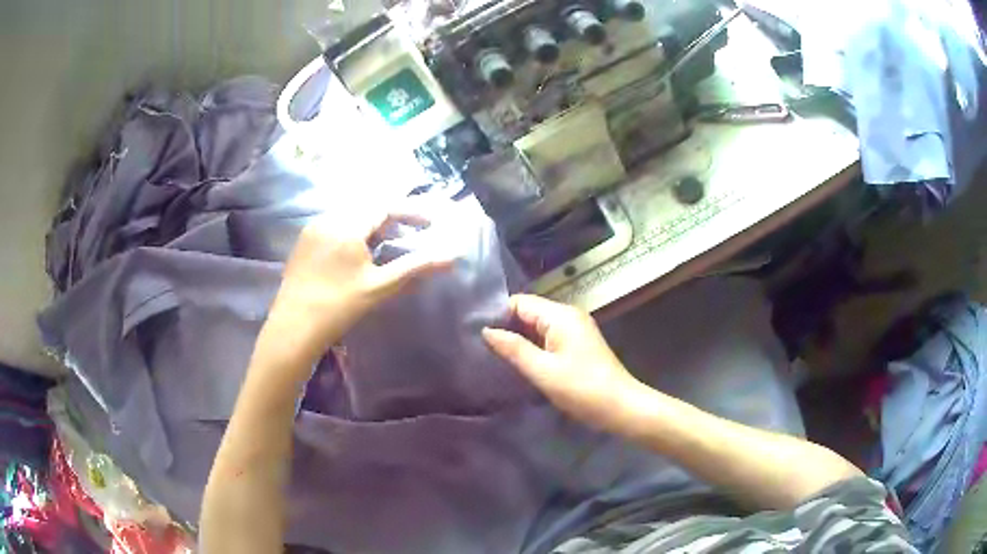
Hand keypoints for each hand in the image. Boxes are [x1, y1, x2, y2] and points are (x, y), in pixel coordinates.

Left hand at [265, 208, 452, 363]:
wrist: (294, 327)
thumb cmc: (339, 306)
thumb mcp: (380, 286)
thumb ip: (416, 267)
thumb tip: (453, 256)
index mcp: (347, 225)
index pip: (385, 206)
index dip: (411, 211)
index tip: (432, 222)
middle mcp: (328, 219)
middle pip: (367, 208)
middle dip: (393, 217)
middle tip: (413, 232)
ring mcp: (312, 230)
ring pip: (350, 217)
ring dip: (373, 225)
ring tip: (388, 243)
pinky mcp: (303, 243)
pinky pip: (334, 226)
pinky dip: (353, 232)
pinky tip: (358, 253)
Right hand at [482, 295, 642, 430]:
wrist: (621, 407)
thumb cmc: (581, 388)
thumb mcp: (543, 370)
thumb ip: (513, 348)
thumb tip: (486, 331)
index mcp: (560, 315)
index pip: (519, 302)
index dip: (497, 314)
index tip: (474, 331)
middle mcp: (568, 315)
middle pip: (528, 312)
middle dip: (506, 326)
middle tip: (478, 345)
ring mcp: (575, 330)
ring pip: (537, 326)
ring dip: (518, 338)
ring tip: (491, 353)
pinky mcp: (577, 344)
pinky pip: (548, 337)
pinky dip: (533, 346)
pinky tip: (517, 360)